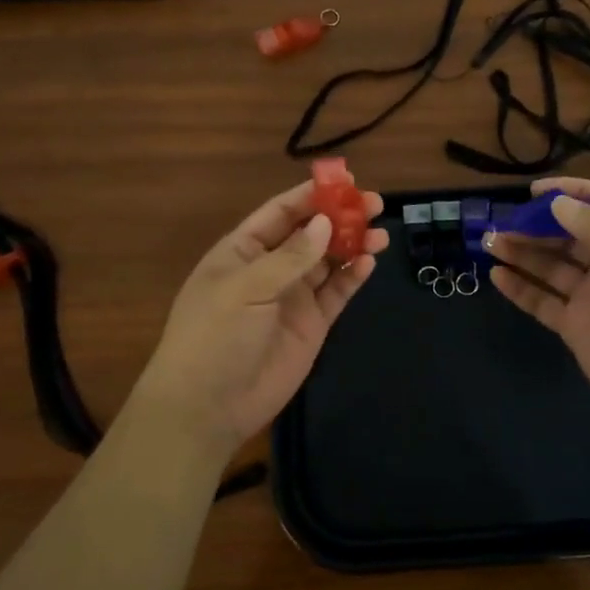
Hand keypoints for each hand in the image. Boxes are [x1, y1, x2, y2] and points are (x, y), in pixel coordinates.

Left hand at [134, 180, 387, 457]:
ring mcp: (292, 297)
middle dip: (340, 217)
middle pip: (310, 234)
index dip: (311, 195)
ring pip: (328, 261)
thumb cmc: (214, 336)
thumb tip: (325, 223)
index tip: (346, 181)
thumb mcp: (246, 289)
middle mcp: (270, 268)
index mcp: (242, 251)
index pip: (280, 212)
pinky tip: (369, 262)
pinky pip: (336, 292)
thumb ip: (289, 257)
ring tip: (380, 233)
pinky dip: (353, 276)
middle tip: (375, 204)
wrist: (208, 407)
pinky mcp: (311, 325)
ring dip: (352, 244)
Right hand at [486, 177, 589, 450]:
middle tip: (504, 220)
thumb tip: (560, 203)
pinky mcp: (578, 328)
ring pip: (552, 266)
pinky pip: (544, 301)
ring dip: (523, 252)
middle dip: (539, 224)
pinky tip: (497, 275)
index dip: (574, 193)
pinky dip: (521, 288)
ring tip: (491, 242)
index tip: (536, 191)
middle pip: (573, 234)